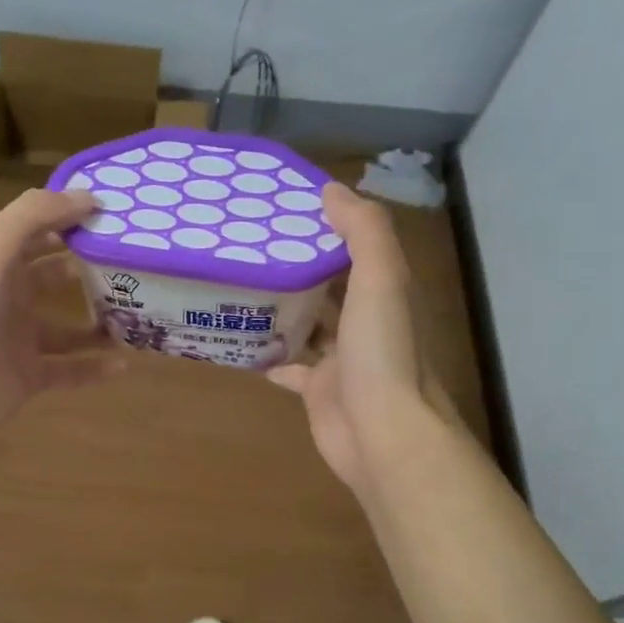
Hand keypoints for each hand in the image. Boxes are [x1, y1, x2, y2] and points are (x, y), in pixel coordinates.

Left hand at [0, 187, 124, 431]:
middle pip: (57, 277)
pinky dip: (95, 368)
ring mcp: (19, 340)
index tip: (118, 217)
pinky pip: (70, 371)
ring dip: (101, 321)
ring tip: (140, 314)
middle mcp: (9, 296)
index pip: (40, 231)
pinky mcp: (29, 378)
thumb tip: (89, 196)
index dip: (73, 221)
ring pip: (69, 328)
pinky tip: (125, 364)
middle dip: (92, 270)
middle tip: (138, 265)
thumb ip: (36, 214)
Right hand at [268, 184, 449, 497]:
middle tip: (251, 242)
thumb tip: (331, 189)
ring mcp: (340, 358)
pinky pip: (289, 367)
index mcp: (383, 291)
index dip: (329, 224)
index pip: (356, 247)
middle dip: (300, 265)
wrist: (382, 433)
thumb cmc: (381, 352)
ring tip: (240, 281)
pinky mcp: (317, 389)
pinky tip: (240, 341)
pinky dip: (269, 355)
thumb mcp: (381, 279)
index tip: (288, 205)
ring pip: (309, 324)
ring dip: (283, 306)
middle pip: (331, 284)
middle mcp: (364, 321)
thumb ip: (363, 231)